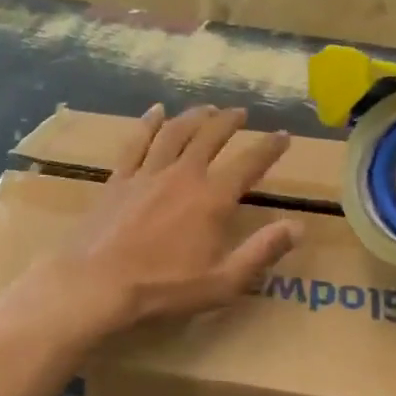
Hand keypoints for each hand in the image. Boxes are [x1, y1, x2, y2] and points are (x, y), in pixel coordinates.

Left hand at [41, 105, 301, 334]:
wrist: (98, 283)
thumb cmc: (164, 287)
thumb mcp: (222, 281)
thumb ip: (261, 252)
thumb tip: (297, 227)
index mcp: (212, 199)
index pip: (249, 164)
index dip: (269, 147)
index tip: (282, 135)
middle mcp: (183, 175)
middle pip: (211, 137)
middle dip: (230, 122)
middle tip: (241, 113)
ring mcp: (148, 173)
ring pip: (176, 132)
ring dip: (194, 117)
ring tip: (207, 108)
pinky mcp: (119, 179)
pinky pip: (137, 142)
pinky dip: (149, 123)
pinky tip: (156, 112)